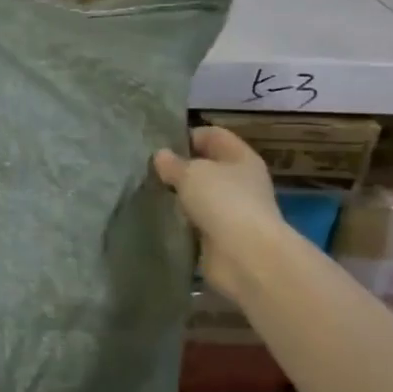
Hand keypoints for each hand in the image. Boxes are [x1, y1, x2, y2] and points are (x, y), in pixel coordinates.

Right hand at [153, 127, 284, 296]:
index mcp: (240, 158)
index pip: (212, 135)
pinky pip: (194, 222)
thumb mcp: (191, 173)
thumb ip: (173, 163)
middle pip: (205, 167)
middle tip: (147, 169)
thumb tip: (161, 156)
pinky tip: (156, 217)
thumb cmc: (223, 202)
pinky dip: (179, 221)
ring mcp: (231, 211)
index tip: (158, 143)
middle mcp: (239, 182)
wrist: (245, 256)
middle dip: (178, 168)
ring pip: (198, 196)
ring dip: (177, 196)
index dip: (187, 135)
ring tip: (147, 192)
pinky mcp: (219, 237)